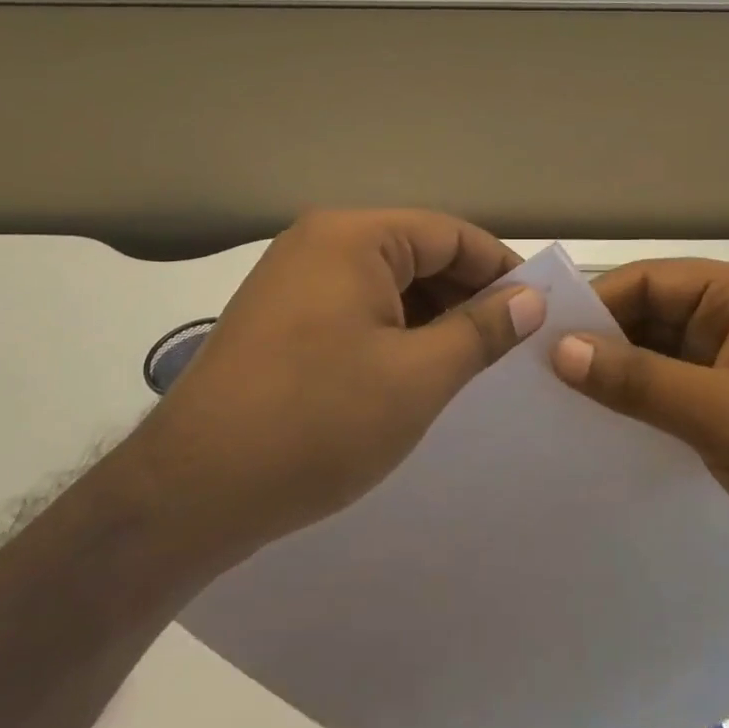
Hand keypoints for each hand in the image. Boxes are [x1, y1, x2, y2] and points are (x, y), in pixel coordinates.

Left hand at [143, 210, 544, 557]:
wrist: (191, 492)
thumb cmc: (318, 422)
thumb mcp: (418, 377)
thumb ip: (481, 331)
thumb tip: (529, 299)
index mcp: (354, 237)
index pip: (449, 235)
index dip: (500, 270)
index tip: (537, 311)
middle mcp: (319, 242)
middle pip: (416, 254)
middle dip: (465, 297)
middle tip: (506, 347)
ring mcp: (292, 279)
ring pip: (385, 284)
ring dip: (429, 318)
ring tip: (465, 366)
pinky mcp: (278, 318)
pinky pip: (353, 307)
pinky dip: (391, 332)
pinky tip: (412, 374)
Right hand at [548, 259, 728, 618]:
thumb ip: (643, 381)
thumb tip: (560, 350)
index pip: (655, 282)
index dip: (598, 304)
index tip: (540, 339)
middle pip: (653, 318)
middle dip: (601, 343)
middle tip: (535, 376)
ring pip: (658, 361)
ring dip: (616, 379)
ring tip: (553, 406)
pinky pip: (672, 399)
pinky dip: (638, 410)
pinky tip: (598, 433)